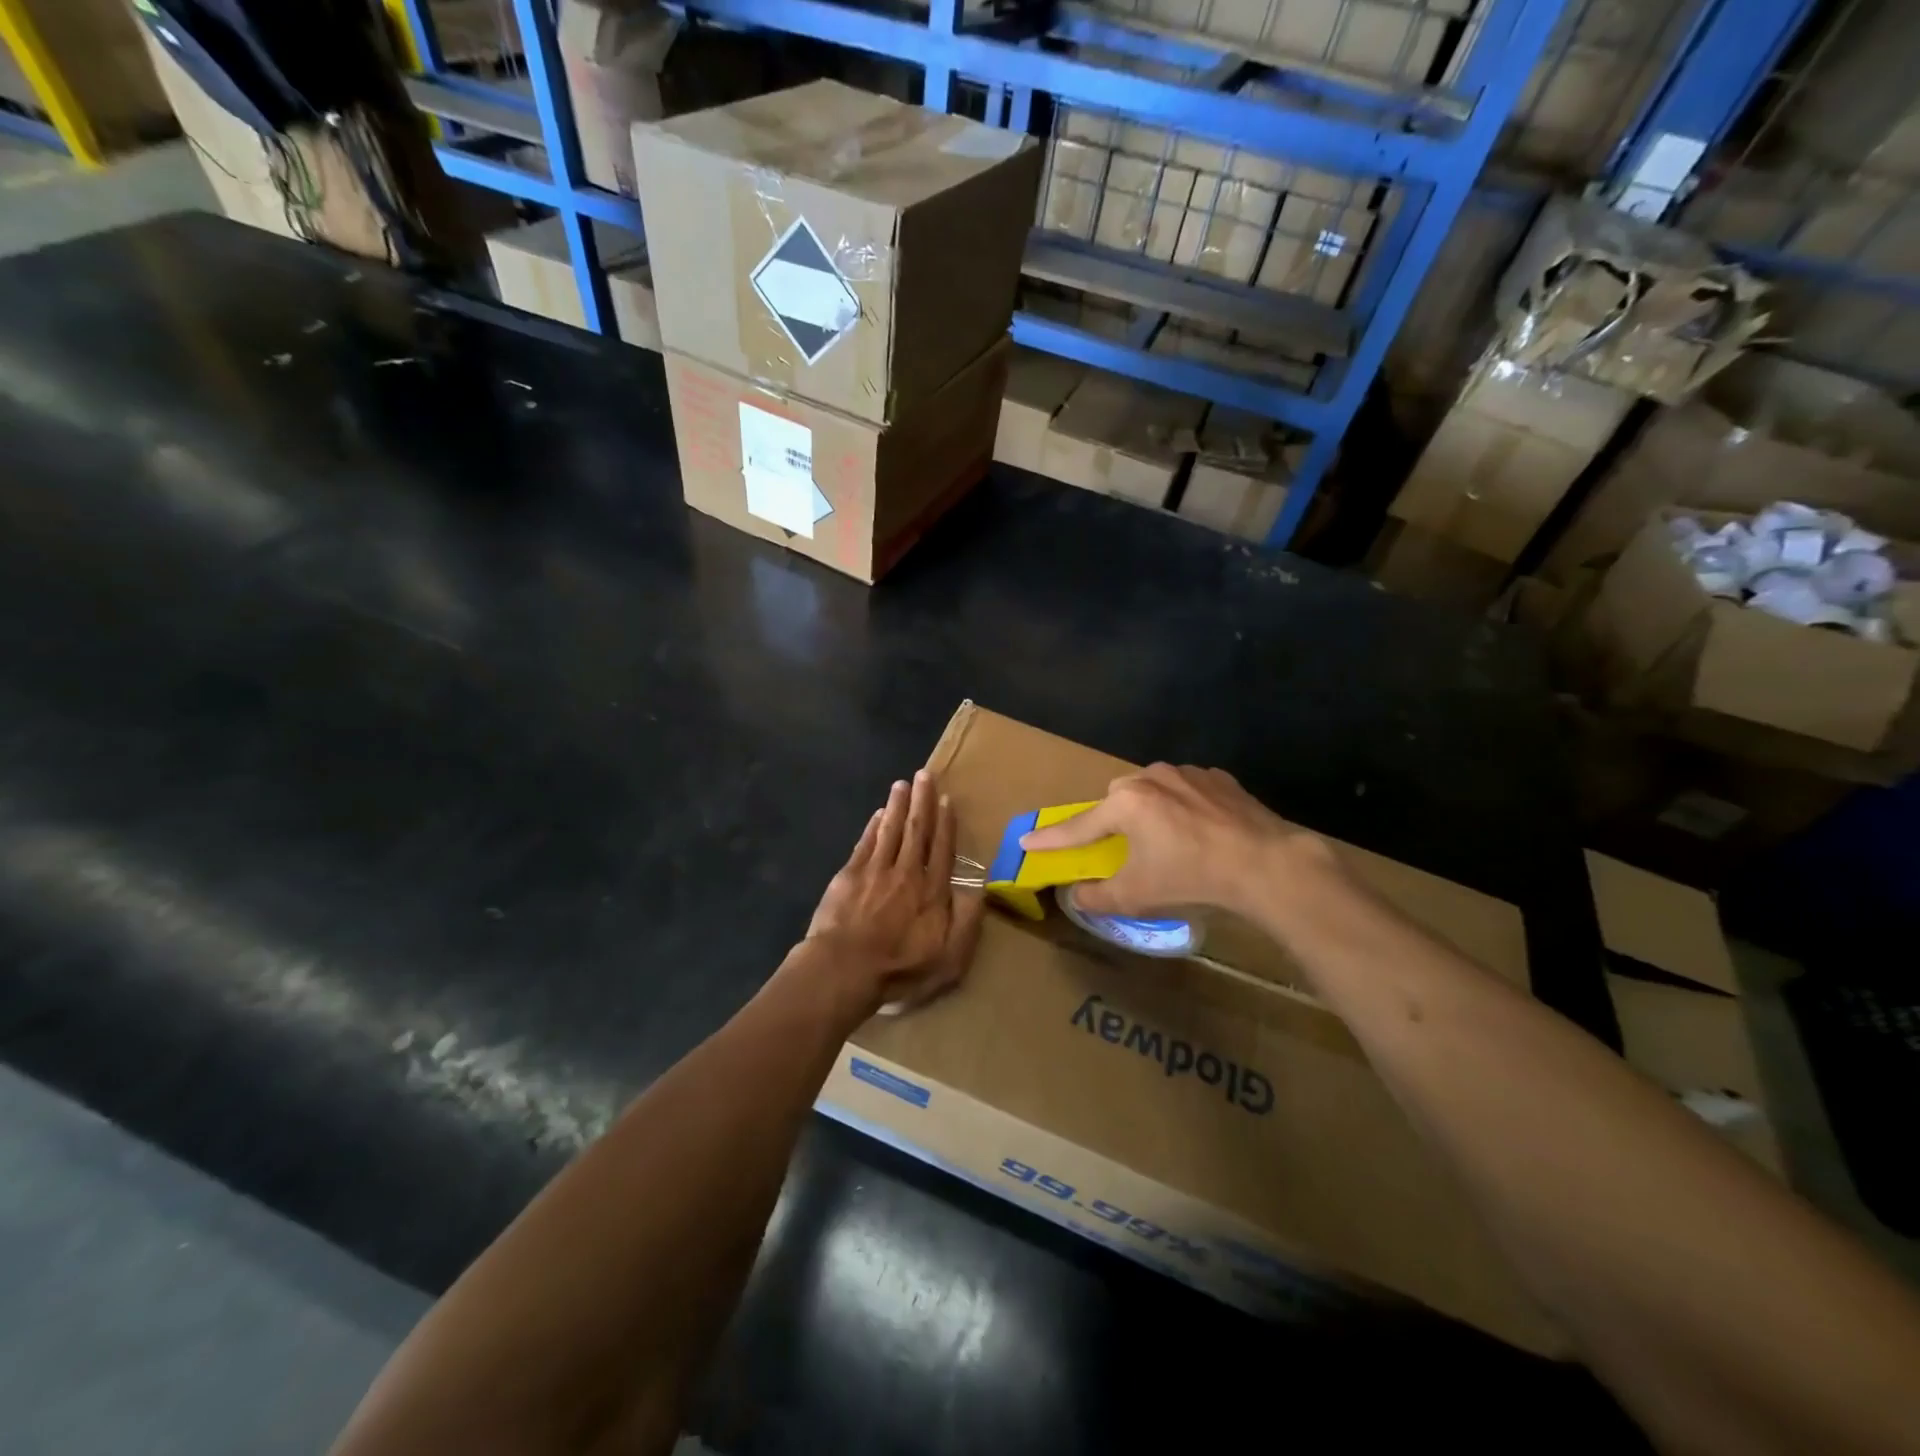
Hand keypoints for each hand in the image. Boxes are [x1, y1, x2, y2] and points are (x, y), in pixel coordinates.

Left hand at [806, 770, 984, 1014]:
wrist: (845, 969)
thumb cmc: (900, 969)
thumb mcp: (950, 959)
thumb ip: (967, 923)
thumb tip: (980, 890)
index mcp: (932, 891)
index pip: (943, 850)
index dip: (945, 824)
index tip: (946, 800)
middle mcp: (907, 872)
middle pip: (917, 830)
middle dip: (922, 802)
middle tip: (925, 774)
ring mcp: (876, 871)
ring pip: (891, 830)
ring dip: (898, 806)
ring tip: (903, 784)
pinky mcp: (849, 875)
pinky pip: (866, 843)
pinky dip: (873, 826)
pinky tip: (878, 814)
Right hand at [1019, 763, 1328, 918]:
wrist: (1265, 864)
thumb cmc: (1191, 877)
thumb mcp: (1137, 896)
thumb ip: (1097, 896)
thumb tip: (1076, 895)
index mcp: (1126, 803)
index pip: (1079, 825)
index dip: (1052, 838)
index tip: (1027, 841)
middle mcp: (1151, 777)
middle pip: (1118, 799)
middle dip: (1113, 820)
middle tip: (1123, 846)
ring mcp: (1188, 773)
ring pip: (1154, 789)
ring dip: (1152, 810)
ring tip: (1168, 840)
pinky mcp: (1220, 778)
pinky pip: (1188, 790)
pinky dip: (1184, 807)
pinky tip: (1200, 831)